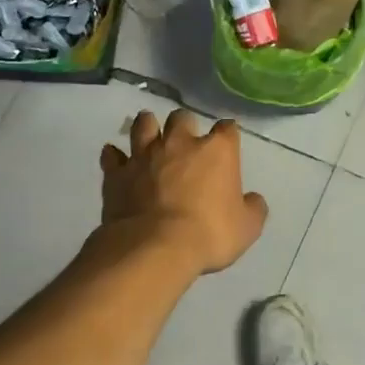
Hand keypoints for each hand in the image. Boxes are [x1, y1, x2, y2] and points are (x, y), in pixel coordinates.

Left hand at [99, 110, 267, 275]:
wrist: (155, 247)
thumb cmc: (209, 234)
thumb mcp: (247, 228)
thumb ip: (253, 208)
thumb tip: (253, 200)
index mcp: (217, 151)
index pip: (227, 128)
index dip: (228, 133)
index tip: (227, 142)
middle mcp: (180, 143)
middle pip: (182, 117)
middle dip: (184, 125)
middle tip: (185, 140)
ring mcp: (145, 155)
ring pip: (143, 124)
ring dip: (147, 126)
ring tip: (150, 134)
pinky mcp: (117, 173)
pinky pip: (112, 156)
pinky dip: (114, 156)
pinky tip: (116, 159)